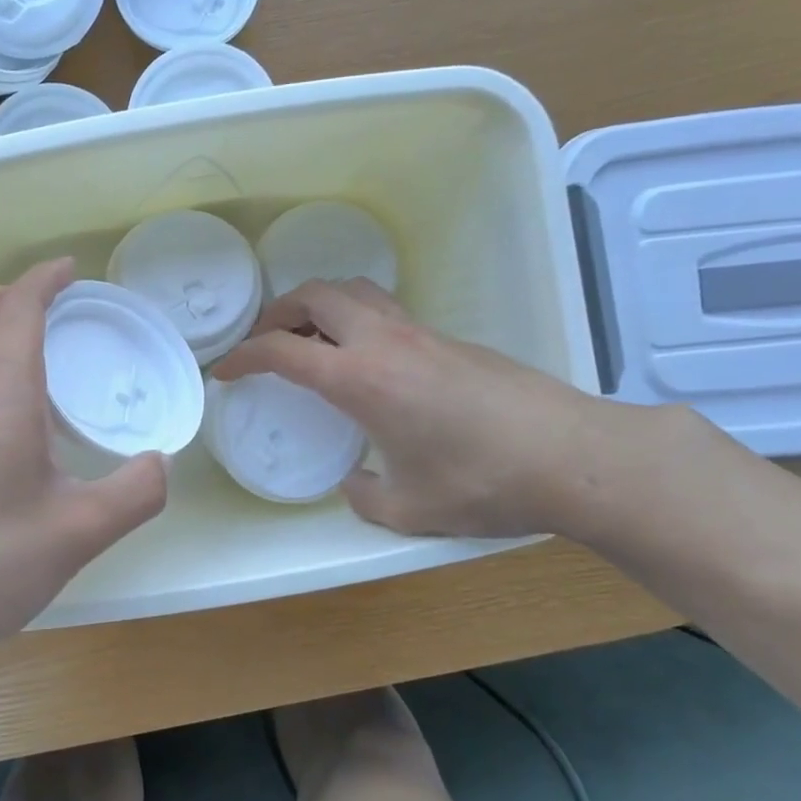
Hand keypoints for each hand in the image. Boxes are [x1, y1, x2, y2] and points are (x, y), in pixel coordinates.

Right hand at [211, 280, 616, 537]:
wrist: (574, 456)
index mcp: (361, 379)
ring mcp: (420, 333)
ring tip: (308, 340)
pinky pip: (384, 309)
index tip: (225, 371)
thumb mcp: (410, 509)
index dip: (243, 356)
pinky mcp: (448, 338)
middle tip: (264, 342)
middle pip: (315, 294)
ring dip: (318, 305)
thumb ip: (366, 497)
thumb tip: (356, 482)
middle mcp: (385, 342)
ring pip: (354, 291)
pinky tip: (363, 360)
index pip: (282, 350)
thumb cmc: (483, 483)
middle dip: (277, 312)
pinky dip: (354, 318)